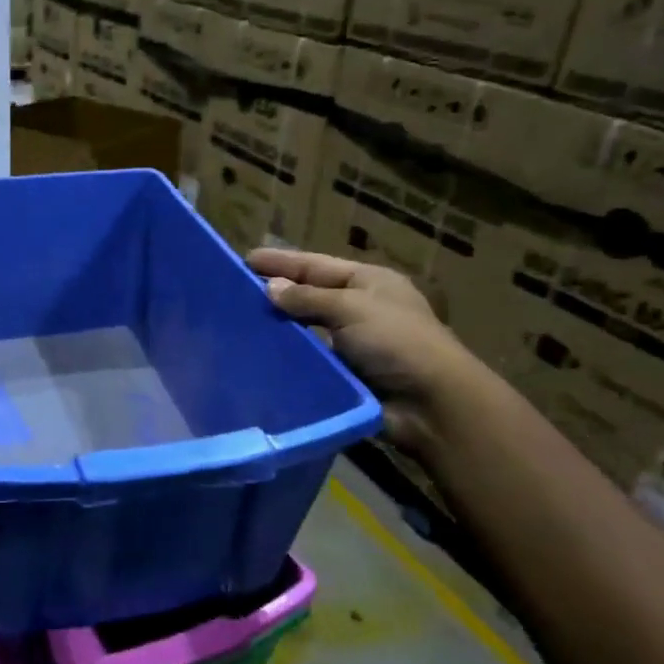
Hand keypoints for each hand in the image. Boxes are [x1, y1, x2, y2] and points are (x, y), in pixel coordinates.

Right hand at [249, 248, 471, 448]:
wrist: (429, 403)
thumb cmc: (395, 341)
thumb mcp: (350, 308)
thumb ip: (307, 297)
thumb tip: (270, 287)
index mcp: (368, 282)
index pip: (317, 265)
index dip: (282, 262)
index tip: (245, 259)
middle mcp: (360, 309)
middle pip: (310, 295)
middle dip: (277, 292)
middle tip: (235, 291)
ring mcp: (352, 344)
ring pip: (306, 330)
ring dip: (279, 327)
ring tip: (239, 323)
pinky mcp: (344, 375)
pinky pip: (309, 360)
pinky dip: (288, 356)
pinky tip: (258, 355)